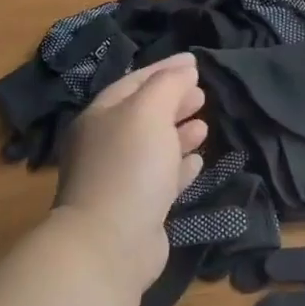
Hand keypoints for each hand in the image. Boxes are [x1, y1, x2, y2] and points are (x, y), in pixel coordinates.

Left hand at [53, 54, 205, 290]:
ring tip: (204, 125)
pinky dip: (179, 166)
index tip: (195, 62)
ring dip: (179, 133)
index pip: (135, 82)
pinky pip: (160, 178)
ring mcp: (118, 178)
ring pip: (153, 146)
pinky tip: (198, 161)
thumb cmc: (129, 166)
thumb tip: (185, 69)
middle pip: (143, 114)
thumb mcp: (149, 111)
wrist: (110, 243)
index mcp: (100, 116)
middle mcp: (105, 144)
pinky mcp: (135, 208)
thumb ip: (168, 85)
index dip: (166, 69)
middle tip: (202, 94)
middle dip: (173, 101)